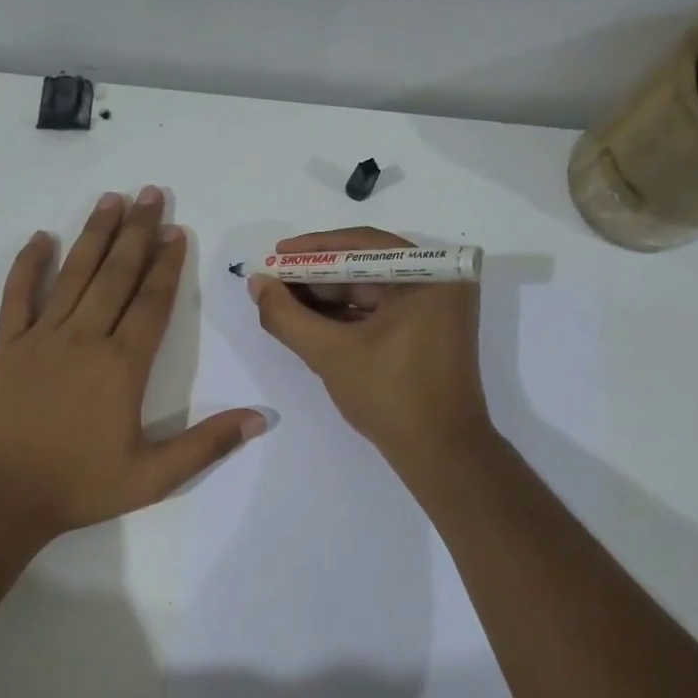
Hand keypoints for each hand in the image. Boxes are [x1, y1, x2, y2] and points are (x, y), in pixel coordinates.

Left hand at [0, 188, 264, 540]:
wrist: (1, 498)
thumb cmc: (80, 486)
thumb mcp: (154, 477)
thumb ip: (207, 445)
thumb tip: (259, 418)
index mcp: (123, 366)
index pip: (153, 302)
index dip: (168, 265)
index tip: (177, 232)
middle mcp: (85, 339)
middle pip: (116, 275)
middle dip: (137, 232)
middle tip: (151, 193)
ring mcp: (42, 338)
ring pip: (74, 275)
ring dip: (94, 235)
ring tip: (110, 199)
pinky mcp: (8, 347)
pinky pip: (17, 296)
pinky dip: (28, 266)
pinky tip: (40, 238)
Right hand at [247, 228, 491, 466]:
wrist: (440, 453)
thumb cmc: (390, 396)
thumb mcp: (330, 353)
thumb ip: (287, 316)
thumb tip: (256, 283)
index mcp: (430, 276)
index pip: (362, 245)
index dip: (313, 249)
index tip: (275, 256)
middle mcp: (440, 283)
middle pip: (365, 266)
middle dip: (316, 276)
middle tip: (273, 282)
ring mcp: (436, 309)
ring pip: (370, 290)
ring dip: (327, 297)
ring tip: (283, 302)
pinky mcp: (427, 332)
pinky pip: (380, 311)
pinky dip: (346, 316)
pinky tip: (309, 321)